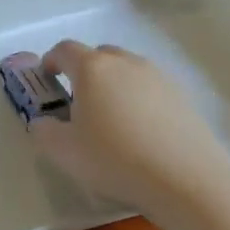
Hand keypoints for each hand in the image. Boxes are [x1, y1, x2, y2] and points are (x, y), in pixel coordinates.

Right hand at [29, 40, 229, 213]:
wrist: (186, 179)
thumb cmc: (114, 158)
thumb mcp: (63, 151)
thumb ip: (43, 130)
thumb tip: (43, 121)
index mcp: (92, 68)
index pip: (65, 50)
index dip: (51, 60)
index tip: (47, 79)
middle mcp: (125, 63)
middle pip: (99, 55)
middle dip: (84, 71)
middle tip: (78, 101)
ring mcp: (158, 77)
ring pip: (127, 70)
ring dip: (114, 85)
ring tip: (112, 118)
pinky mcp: (182, 97)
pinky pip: (150, 89)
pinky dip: (139, 100)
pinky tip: (141, 132)